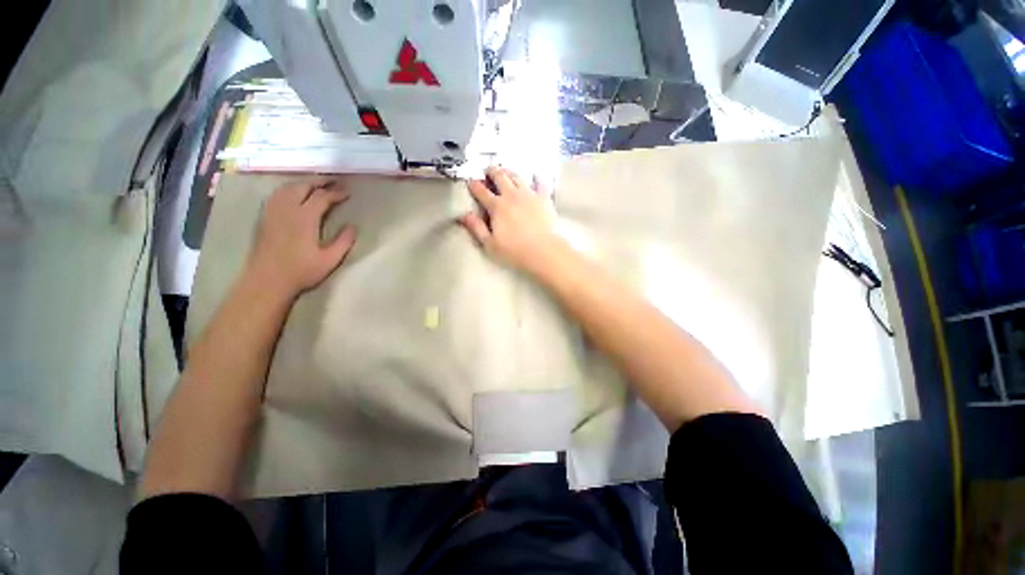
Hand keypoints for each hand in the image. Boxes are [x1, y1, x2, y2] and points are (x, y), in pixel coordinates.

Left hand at [245, 177, 356, 298]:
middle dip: (320, 181)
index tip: (347, 193)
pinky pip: (277, 194)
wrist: (268, 280)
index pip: (322, 197)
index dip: (336, 193)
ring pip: (288, 187)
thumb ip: (343, 241)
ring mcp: (273, 212)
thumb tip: (353, 226)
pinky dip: (289, 189)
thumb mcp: (330, 260)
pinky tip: (294, 194)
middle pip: (303, 186)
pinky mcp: (265, 217)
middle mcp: (287, 209)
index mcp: (305, 218)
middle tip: (334, 182)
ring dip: (304, 183)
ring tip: (317, 185)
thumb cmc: (301, 271)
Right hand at [459, 166, 562, 273]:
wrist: (543, 251)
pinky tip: (535, 178)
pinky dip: (536, 179)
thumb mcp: (490, 244)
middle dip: (491, 171)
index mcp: (497, 206)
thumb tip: (463, 215)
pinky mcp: (544, 198)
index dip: (474, 185)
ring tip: (506, 173)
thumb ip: (476, 228)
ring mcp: (529, 194)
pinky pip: (540, 183)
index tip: (470, 182)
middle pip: (499, 176)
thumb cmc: (515, 251)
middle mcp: (512, 195)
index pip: (481, 191)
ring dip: (509, 172)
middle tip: (488, 171)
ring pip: (517, 176)